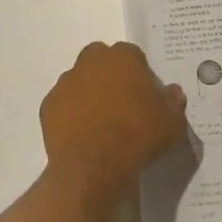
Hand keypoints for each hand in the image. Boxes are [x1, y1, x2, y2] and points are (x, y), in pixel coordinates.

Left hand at [40, 42, 187, 197]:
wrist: (93, 166)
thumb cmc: (137, 136)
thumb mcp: (171, 123)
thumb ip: (173, 102)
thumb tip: (173, 92)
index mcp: (122, 57)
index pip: (133, 55)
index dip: (140, 74)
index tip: (146, 96)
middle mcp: (91, 61)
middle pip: (102, 61)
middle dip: (110, 76)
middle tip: (122, 104)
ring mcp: (66, 82)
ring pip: (80, 81)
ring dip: (89, 94)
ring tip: (101, 123)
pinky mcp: (48, 106)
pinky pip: (63, 105)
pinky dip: (71, 115)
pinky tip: (83, 135)